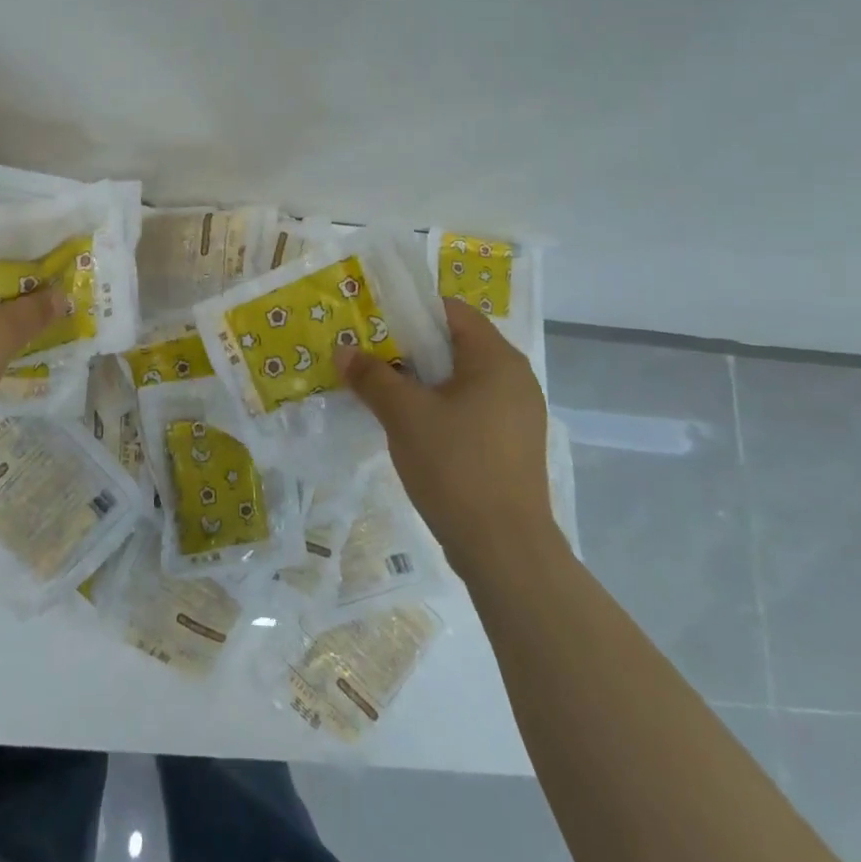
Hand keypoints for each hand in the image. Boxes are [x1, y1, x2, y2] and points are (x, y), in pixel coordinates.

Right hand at [336, 298, 557, 569]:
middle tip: (369, 354)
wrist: (505, 551)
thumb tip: (343, 350)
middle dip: (409, 346)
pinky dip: (439, 405)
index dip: (410, 310)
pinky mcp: (511, 444)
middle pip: (455, 343)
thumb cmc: (456, 466)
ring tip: (381, 388)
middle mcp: (515, 378)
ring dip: (421, 379)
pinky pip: (470, 407)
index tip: (373, 321)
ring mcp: (517, 414)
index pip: (452, 311)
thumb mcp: (404, 415)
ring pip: (460, 378)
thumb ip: (372, 376)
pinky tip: (409, 424)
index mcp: (497, 359)